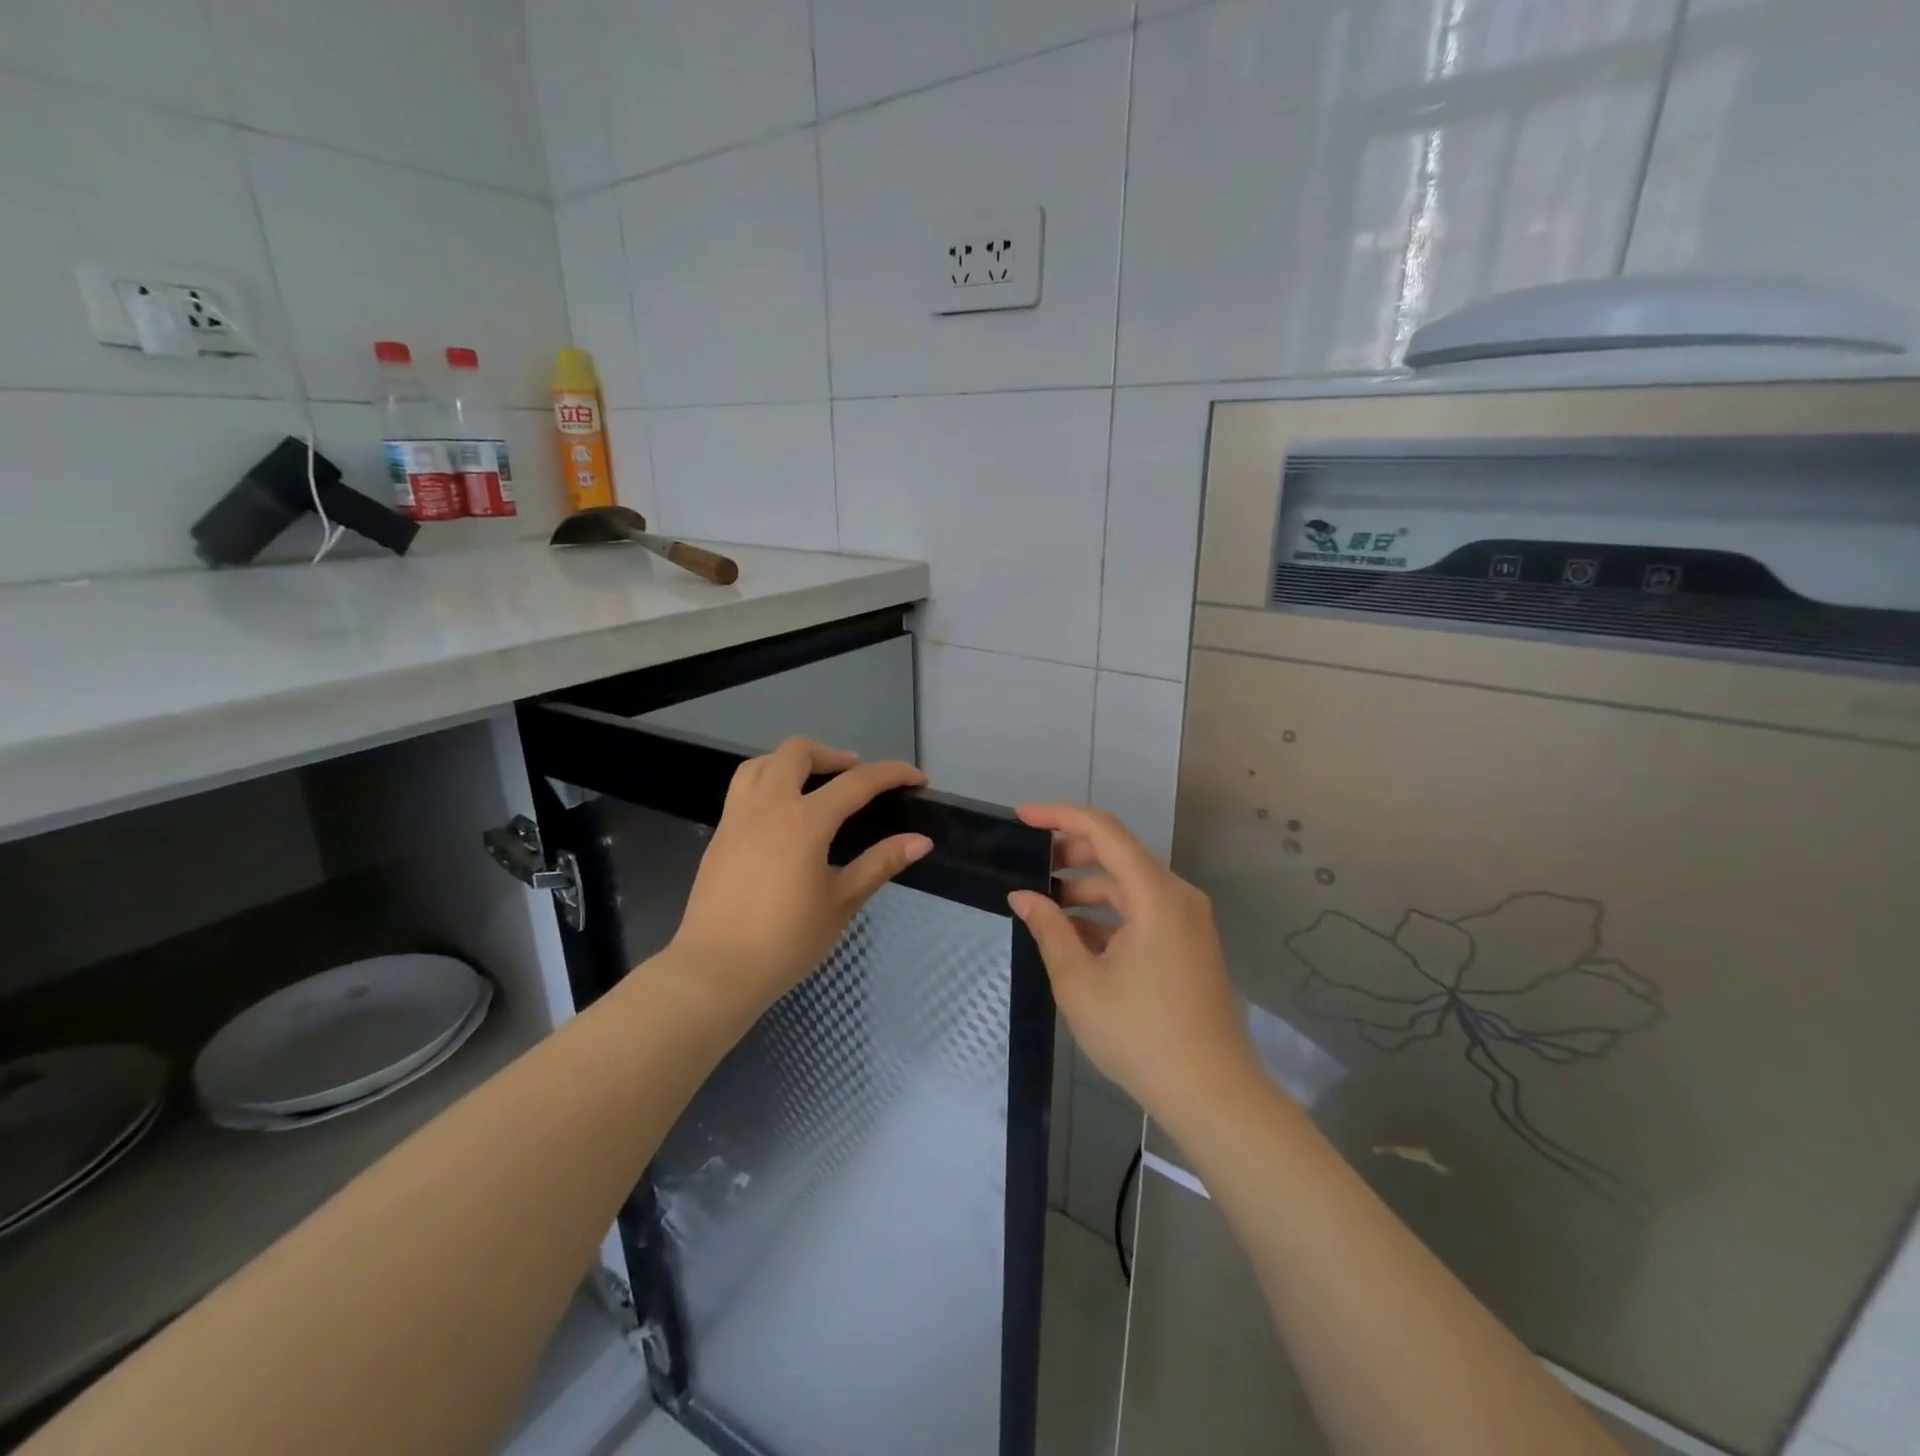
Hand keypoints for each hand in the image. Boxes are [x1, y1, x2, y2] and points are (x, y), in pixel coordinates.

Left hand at [666, 739, 930, 1023]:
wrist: (716, 971)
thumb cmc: (786, 941)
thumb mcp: (842, 902)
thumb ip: (880, 863)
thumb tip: (921, 840)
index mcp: (804, 821)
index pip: (857, 782)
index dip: (892, 774)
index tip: (917, 778)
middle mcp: (768, 805)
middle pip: (798, 752)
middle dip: (833, 755)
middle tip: (856, 776)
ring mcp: (737, 817)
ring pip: (763, 762)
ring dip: (794, 762)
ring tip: (816, 783)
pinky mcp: (720, 834)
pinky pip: (744, 787)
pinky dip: (769, 780)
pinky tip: (783, 813)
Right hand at [1008, 805, 1263, 1131]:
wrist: (1213, 1095)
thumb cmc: (1140, 1036)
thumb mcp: (1080, 982)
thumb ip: (1048, 929)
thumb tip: (1023, 896)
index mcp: (1155, 894)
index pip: (1104, 830)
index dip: (1060, 816)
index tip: (1022, 817)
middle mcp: (1177, 895)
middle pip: (1119, 852)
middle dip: (1071, 851)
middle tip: (1028, 862)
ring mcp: (1187, 920)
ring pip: (1130, 883)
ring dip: (1088, 885)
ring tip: (1045, 901)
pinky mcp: (1188, 943)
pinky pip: (1143, 910)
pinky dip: (1109, 913)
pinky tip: (1076, 933)